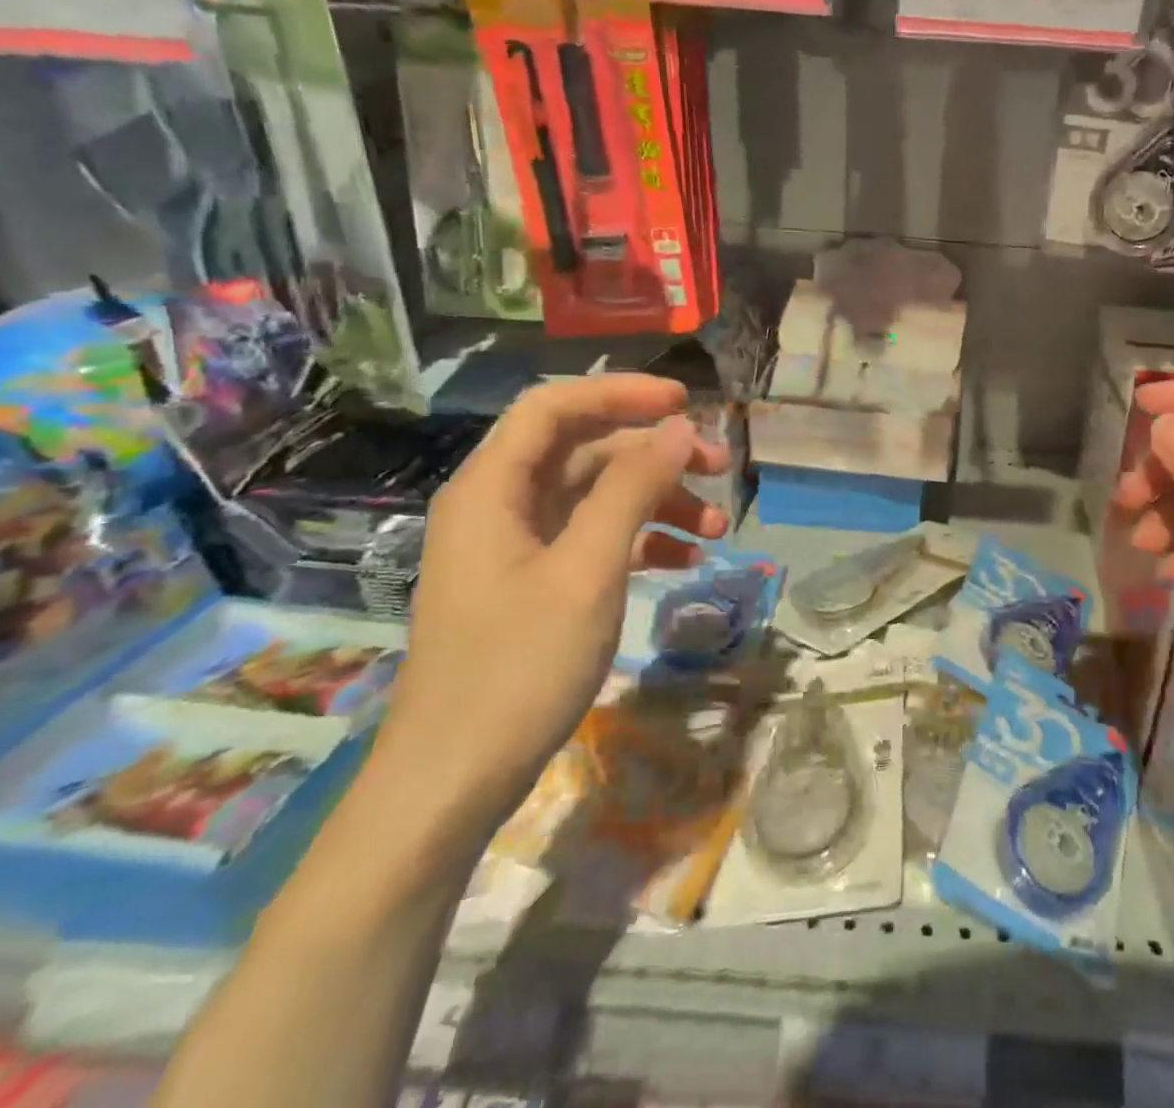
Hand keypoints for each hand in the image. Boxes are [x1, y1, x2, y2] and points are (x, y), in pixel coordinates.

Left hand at [374, 376, 729, 836]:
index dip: (620, 392)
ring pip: (597, 496)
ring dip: (658, 501)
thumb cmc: (518, 667)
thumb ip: (632, 489)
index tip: (685, 402)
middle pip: (585, 450)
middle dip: (655, 453)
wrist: (453, 782)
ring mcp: (517, 547)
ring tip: (717, 526)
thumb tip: (677, 426)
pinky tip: (686, 560)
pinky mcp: (534, 584)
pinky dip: (640, 540)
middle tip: (720, 466)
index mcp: (493, 488)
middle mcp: (501, 506)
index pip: (556, 407)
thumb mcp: (587, 570)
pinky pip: (594, 539)